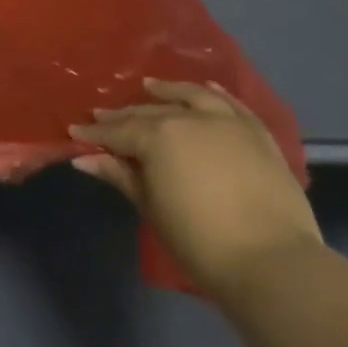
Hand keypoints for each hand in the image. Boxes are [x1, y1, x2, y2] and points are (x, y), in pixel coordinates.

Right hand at [70, 79, 323, 296]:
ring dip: (168, 90)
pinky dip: (216, 94)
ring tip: (151, 86)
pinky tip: (207, 88)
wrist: (272, 260)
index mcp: (158, 136)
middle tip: (104, 116)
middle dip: (124, 115)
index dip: (94, 133)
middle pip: (150, 113)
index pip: (118, 131)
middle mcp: (189, 118)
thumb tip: (84, 159)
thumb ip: (120, 175)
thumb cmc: (199, 239)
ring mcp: (227, 122)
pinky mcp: (257, 134)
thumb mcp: (151, 207)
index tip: (75, 130)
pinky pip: (233, 105)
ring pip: (191, 96)